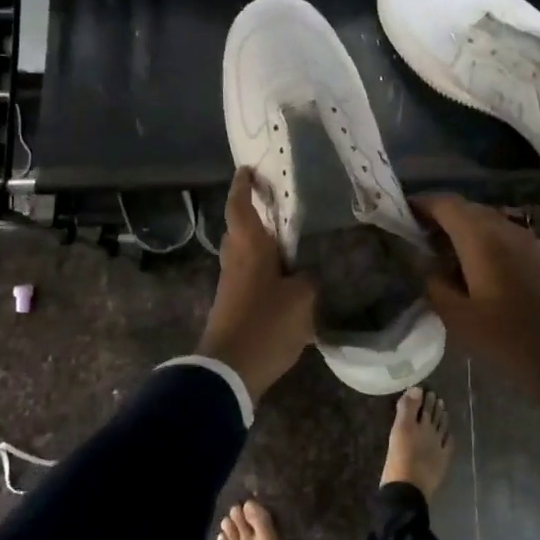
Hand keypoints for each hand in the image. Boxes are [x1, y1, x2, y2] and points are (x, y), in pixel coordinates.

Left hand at [197, 169, 317, 401]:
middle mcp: (235, 260)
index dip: (243, 186)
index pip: (240, 206)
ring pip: (244, 254)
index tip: (248, 169)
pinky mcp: (233, 306)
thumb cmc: (266, 324)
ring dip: (262, 245)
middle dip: (255, 215)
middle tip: (281, 207)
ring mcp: (231, 285)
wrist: (229, 371)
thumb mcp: (302, 299)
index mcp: (249, 248)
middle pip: (240, 229)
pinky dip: (265, 271)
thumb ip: (309, 280)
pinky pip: (249, 277)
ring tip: (292, 243)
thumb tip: (307, 274)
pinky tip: (288, 280)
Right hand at [412, 193, 539, 397]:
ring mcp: (527, 240)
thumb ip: (435, 284)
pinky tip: (474, 266)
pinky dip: (483, 241)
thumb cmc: (508, 337)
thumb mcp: (458, 317)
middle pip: (467, 209)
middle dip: (441, 217)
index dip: (422, 204)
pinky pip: (504, 236)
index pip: (446, 204)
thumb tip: (427, 266)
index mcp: (481, 238)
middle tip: (418, 236)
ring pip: (488, 221)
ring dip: (463, 230)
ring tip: (443, 252)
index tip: (402, 212)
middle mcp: (505, 228)